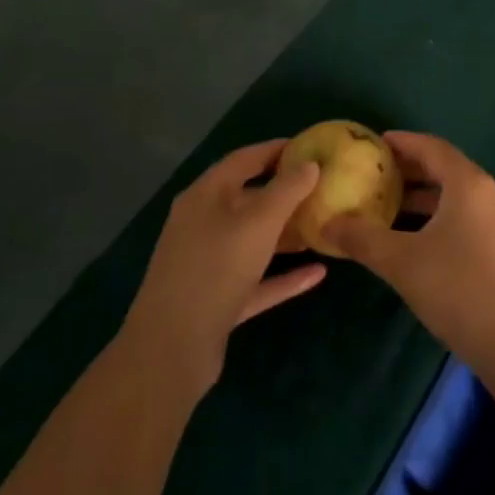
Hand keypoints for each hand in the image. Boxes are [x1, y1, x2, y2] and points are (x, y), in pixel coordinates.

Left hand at [120, 140, 325, 400]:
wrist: (171, 348)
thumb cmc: (217, 268)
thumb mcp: (259, 221)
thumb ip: (288, 189)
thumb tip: (310, 163)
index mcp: (205, 195)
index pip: (244, 159)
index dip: (277, 150)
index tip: (311, 147)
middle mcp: (202, 223)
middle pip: (248, 199)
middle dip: (285, 193)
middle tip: (322, 188)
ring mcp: (207, 263)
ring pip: (252, 240)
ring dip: (285, 234)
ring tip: (322, 227)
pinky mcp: (216, 299)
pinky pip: (255, 279)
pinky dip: (283, 275)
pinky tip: (317, 274)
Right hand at [326, 132, 494, 375]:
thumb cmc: (457, 289)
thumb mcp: (401, 262)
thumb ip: (362, 238)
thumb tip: (328, 224)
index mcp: (469, 184)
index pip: (433, 148)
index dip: (403, 142)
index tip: (375, 143)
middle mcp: (490, 194)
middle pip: (447, 169)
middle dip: (411, 170)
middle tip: (377, 174)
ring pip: (458, 196)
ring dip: (425, 197)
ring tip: (389, 205)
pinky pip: (468, 217)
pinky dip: (440, 216)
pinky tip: (417, 238)